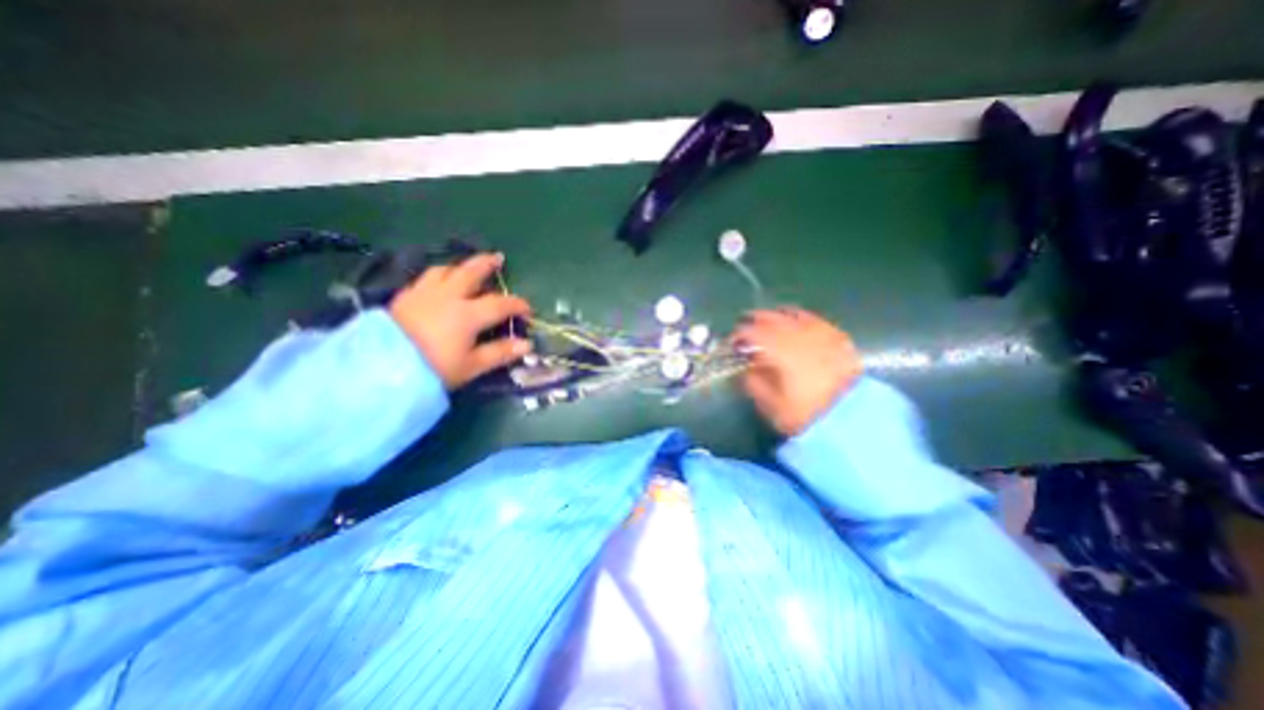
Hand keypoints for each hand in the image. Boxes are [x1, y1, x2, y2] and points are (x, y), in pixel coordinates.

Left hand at [395, 251, 533, 389]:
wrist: (379, 370)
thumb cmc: (433, 369)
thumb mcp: (471, 366)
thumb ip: (500, 353)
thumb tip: (526, 344)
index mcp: (468, 314)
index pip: (500, 304)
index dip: (518, 305)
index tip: (527, 311)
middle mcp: (447, 296)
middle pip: (470, 272)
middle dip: (487, 264)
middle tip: (498, 258)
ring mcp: (423, 294)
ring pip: (444, 270)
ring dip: (460, 267)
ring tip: (466, 269)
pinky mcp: (403, 298)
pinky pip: (424, 279)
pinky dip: (437, 277)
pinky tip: (438, 283)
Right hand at [737, 305, 863, 433]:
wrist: (853, 420)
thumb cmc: (805, 415)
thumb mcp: (770, 405)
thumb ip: (753, 382)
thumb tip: (745, 368)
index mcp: (779, 350)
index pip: (751, 332)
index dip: (737, 335)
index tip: (730, 343)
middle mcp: (798, 334)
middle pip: (770, 317)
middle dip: (753, 320)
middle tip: (744, 328)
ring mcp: (820, 332)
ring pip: (791, 313)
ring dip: (775, 315)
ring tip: (767, 322)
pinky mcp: (837, 337)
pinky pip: (813, 319)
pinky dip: (799, 318)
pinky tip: (796, 323)